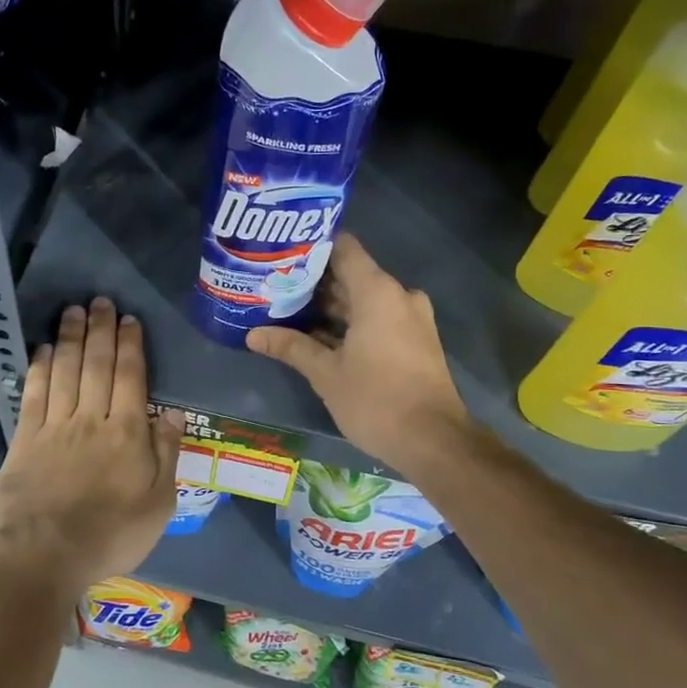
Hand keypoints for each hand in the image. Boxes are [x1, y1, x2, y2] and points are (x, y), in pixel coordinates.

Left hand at [0, 298, 181, 600]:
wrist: (43, 557)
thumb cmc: (109, 536)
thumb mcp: (158, 504)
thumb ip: (166, 454)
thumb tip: (174, 412)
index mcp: (127, 433)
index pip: (131, 377)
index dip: (130, 345)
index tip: (128, 320)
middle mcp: (90, 419)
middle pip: (96, 365)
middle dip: (100, 330)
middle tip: (100, 301)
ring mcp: (54, 426)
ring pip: (64, 371)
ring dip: (69, 338)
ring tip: (73, 310)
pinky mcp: (25, 439)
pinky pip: (34, 394)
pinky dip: (39, 368)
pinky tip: (42, 349)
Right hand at [247, 234, 470, 473]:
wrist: (434, 441)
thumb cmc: (376, 400)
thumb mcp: (326, 374)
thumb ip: (291, 347)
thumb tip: (252, 335)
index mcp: (377, 292)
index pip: (343, 248)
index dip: (312, 246)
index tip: (282, 252)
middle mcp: (398, 296)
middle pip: (351, 275)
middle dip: (314, 281)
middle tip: (275, 284)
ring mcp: (410, 319)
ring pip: (364, 300)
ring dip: (331, 306)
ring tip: (289, 309)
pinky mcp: (415, 341)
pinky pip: (378, 319)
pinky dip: (351, 323)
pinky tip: (318, 335)